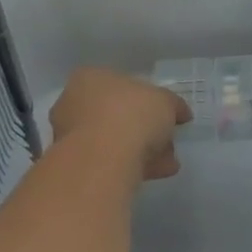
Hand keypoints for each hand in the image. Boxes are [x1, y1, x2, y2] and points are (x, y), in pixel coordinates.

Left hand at [48, 68, 190, 182]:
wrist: (103, 159)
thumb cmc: (131, 114)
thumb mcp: (164, 101)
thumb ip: (173, 105)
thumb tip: (181, 113)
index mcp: (89, 78)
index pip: (118, 84)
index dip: (144, 98)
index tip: (163, 114)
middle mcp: (73, 103)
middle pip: (114, 114)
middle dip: (142, 128)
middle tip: (165, 140)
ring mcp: (70, 136)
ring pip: (112, 141)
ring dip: (141, 150)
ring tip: (168, 162)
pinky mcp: (75, 166)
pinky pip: (109, 162)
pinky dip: (132, 166)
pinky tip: (156, 174)